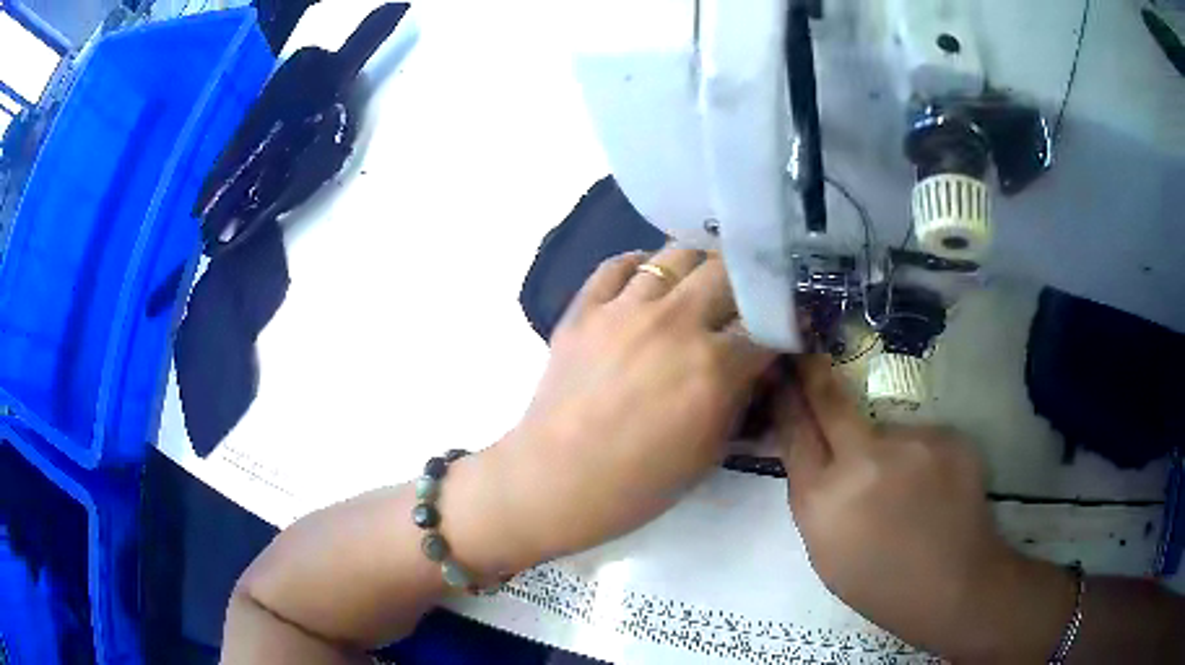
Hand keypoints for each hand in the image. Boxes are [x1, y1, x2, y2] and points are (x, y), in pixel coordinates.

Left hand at [495, 247, 774, 562]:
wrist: (556, 481)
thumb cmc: (639, 484)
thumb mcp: (710, 451)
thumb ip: (742, 399)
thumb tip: (758, 364)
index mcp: (713, 367)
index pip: (768, 324)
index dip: (783, 323)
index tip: (784, 326)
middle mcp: (674, 324)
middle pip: (728, 271)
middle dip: (746, 284)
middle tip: (744, 301)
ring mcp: (624, 310)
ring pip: (676, 255)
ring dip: (697, 269)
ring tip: (697, 288)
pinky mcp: (584, 309)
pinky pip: (618, 265)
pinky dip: (640, 266)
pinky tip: (648, 283)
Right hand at [776, 355, 1075, 659]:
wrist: (952, 586)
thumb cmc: (879, 583)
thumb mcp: (825, 551)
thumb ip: (815, 497)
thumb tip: (813, 454)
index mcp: (822, 501)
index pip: (794, 432)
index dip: (786, 400)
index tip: (781, 375)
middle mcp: (863, 461)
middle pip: (831, 401)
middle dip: (814, 375)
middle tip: (808, 358)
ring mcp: (911, 443)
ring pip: (883, 428)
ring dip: (884, 447)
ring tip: (905, 487)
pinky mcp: (947, 436)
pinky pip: (920, 437)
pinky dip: (920, 457)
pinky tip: (932, 489)